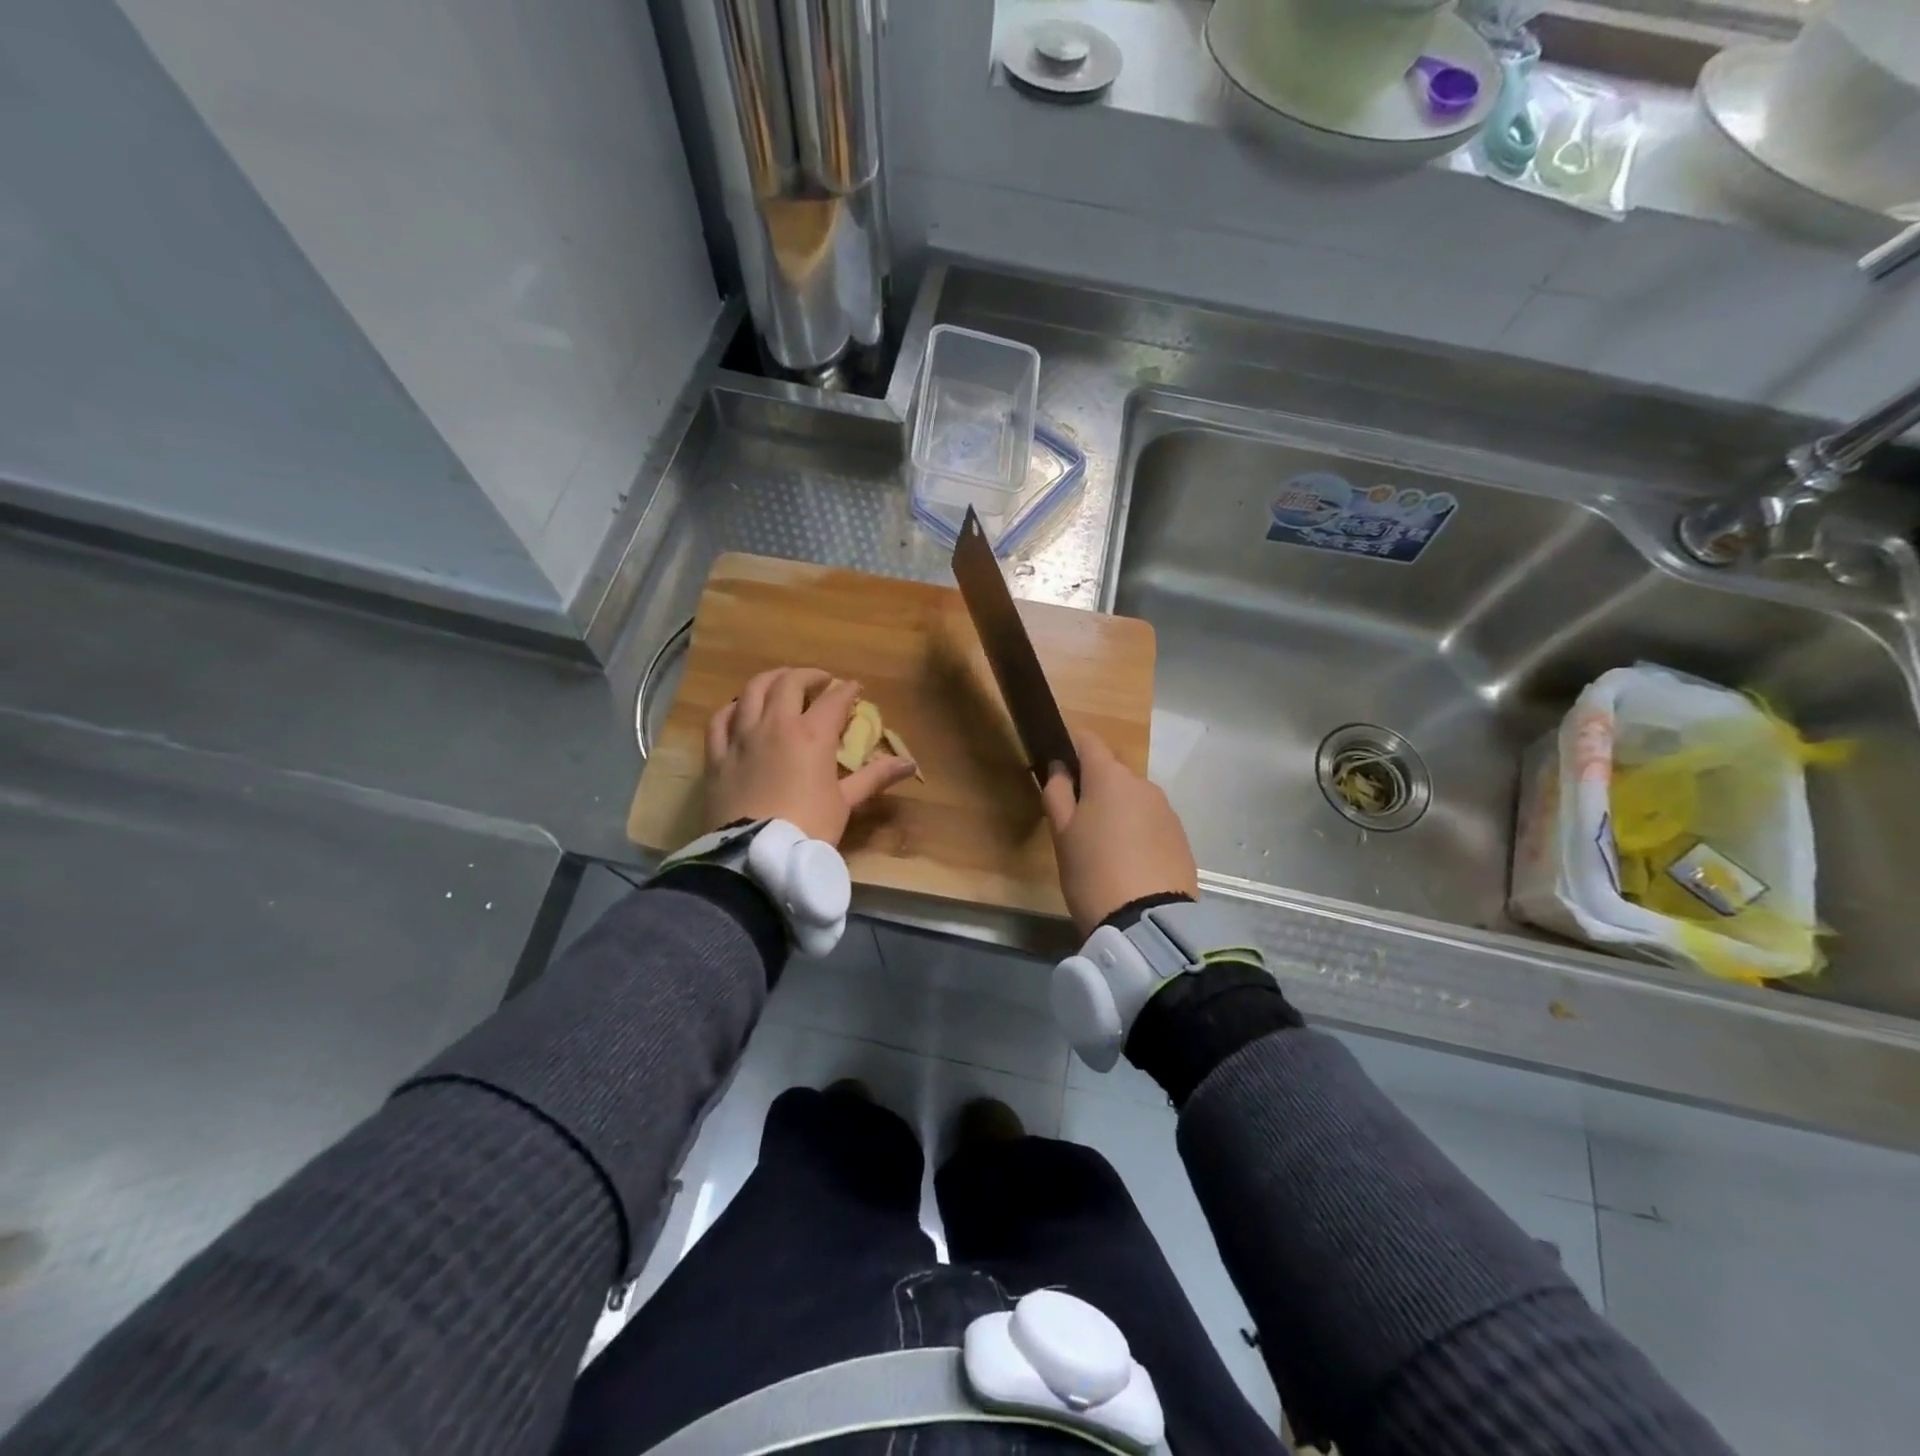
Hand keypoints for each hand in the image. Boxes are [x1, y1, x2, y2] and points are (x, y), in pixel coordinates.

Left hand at [705, 667, 916, 845]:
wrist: (756, 855)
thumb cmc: (809, 827)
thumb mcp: (845, 802)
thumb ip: (875, 776)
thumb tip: (910, 763)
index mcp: (812, 734)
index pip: (833, 699)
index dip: (847, 690)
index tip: (854, 688)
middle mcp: (775, 724)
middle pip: (790, 683)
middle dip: (809, 676)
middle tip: (820, 682)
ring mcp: (742, 736)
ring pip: (752, 691)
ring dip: (771, 680)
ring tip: (782, 682)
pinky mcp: (717, 754)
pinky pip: (721, 718)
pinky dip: (733, 707)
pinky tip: (740, 709)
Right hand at [1041, 728, 1198, 937]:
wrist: (1148, 923)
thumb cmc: (1092, 872)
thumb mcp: (1062, 834)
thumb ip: (1057, 793)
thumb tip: (1060, 768)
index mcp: (1110, 777)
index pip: (1088, 741)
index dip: (1070, 747)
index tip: (1057, 769)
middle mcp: (1143, 784)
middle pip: (1112, 773)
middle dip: (1094, 787)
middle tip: (1076, 823)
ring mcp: (1167, 810)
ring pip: (1133, 799)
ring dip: (1117, 811)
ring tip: (1103, 849)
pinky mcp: (1181, 837)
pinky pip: (1151, 822)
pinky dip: (1137, 832)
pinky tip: (1128, 863)